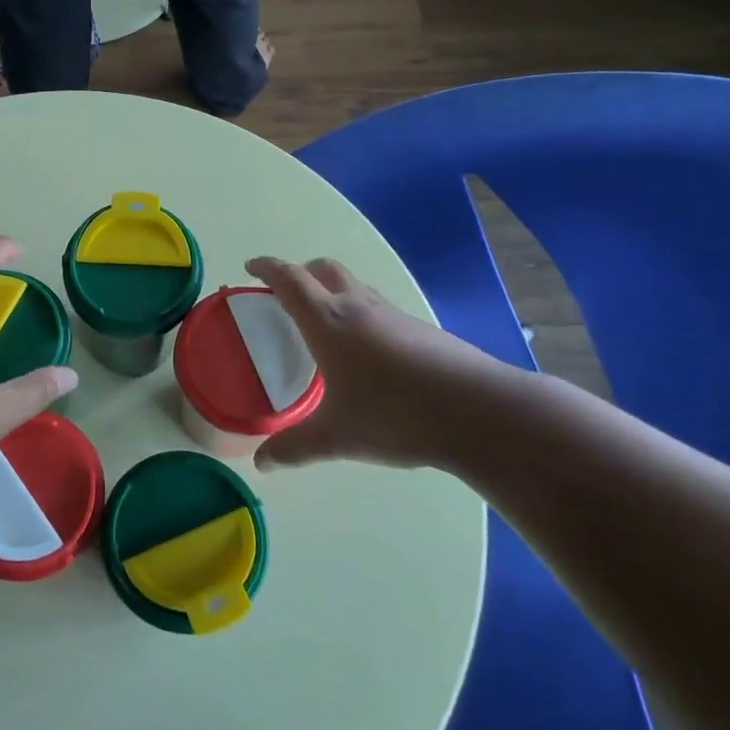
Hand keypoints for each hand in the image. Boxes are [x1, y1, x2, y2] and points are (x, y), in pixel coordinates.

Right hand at [246, 256, 529, 470]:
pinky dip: (360, 315)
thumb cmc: (395, 415)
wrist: (479, 412)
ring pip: (355, 287)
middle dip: (300, 273)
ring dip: (333, 292)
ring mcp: (394, 315)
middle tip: (285, 294)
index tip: (251, 267)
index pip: (289, 280)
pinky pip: (379, 309)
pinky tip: (367, 353)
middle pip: (324, 270)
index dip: (266, 268)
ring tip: (325, 325)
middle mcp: (358, 307)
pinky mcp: (421, 330)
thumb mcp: (336, 436)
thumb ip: (295, 446)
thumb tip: (262, 463)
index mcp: (328, 322)